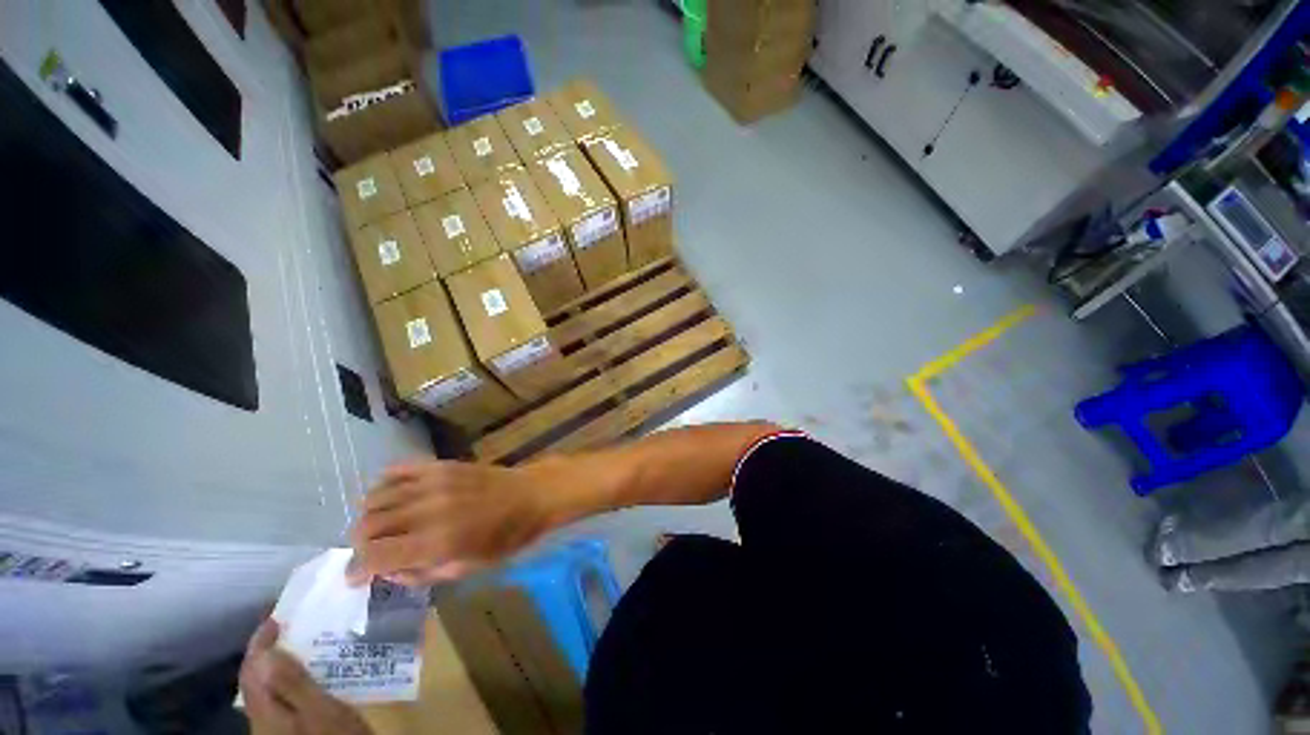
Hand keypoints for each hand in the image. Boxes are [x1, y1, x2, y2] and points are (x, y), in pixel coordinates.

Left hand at [238, 619, 371, 734]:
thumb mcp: (319, 710)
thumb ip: (291, 684)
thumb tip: (269, 651)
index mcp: (265, 710)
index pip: (251, 669)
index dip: (259, 641)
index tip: (277, 616)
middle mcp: (261, 717)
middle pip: (254, 679)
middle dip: (265, 650)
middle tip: (288, 625)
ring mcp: (273, 725)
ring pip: (265, 687)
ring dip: (276, 662)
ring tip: (299, 643)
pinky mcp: (286, 728)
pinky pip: (277, 695)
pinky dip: (285, 677)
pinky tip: (306, 673)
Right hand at [348, 460, 553, 585]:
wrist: (531, 495)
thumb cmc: (506, 537)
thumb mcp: (467, 569)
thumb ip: (422, 573)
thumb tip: (388, 570)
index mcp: (436, 542)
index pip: (374, 556)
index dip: (356, 570)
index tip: (354, 578)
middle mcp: (428, 509)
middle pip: (367, 525)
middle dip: (359, 546)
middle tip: (370, 554)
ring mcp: (433, 482)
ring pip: (375, 498)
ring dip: (369, 517)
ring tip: (381, 528)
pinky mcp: (441, 465)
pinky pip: (397, 470)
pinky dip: (384, 486)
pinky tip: (392, 498)